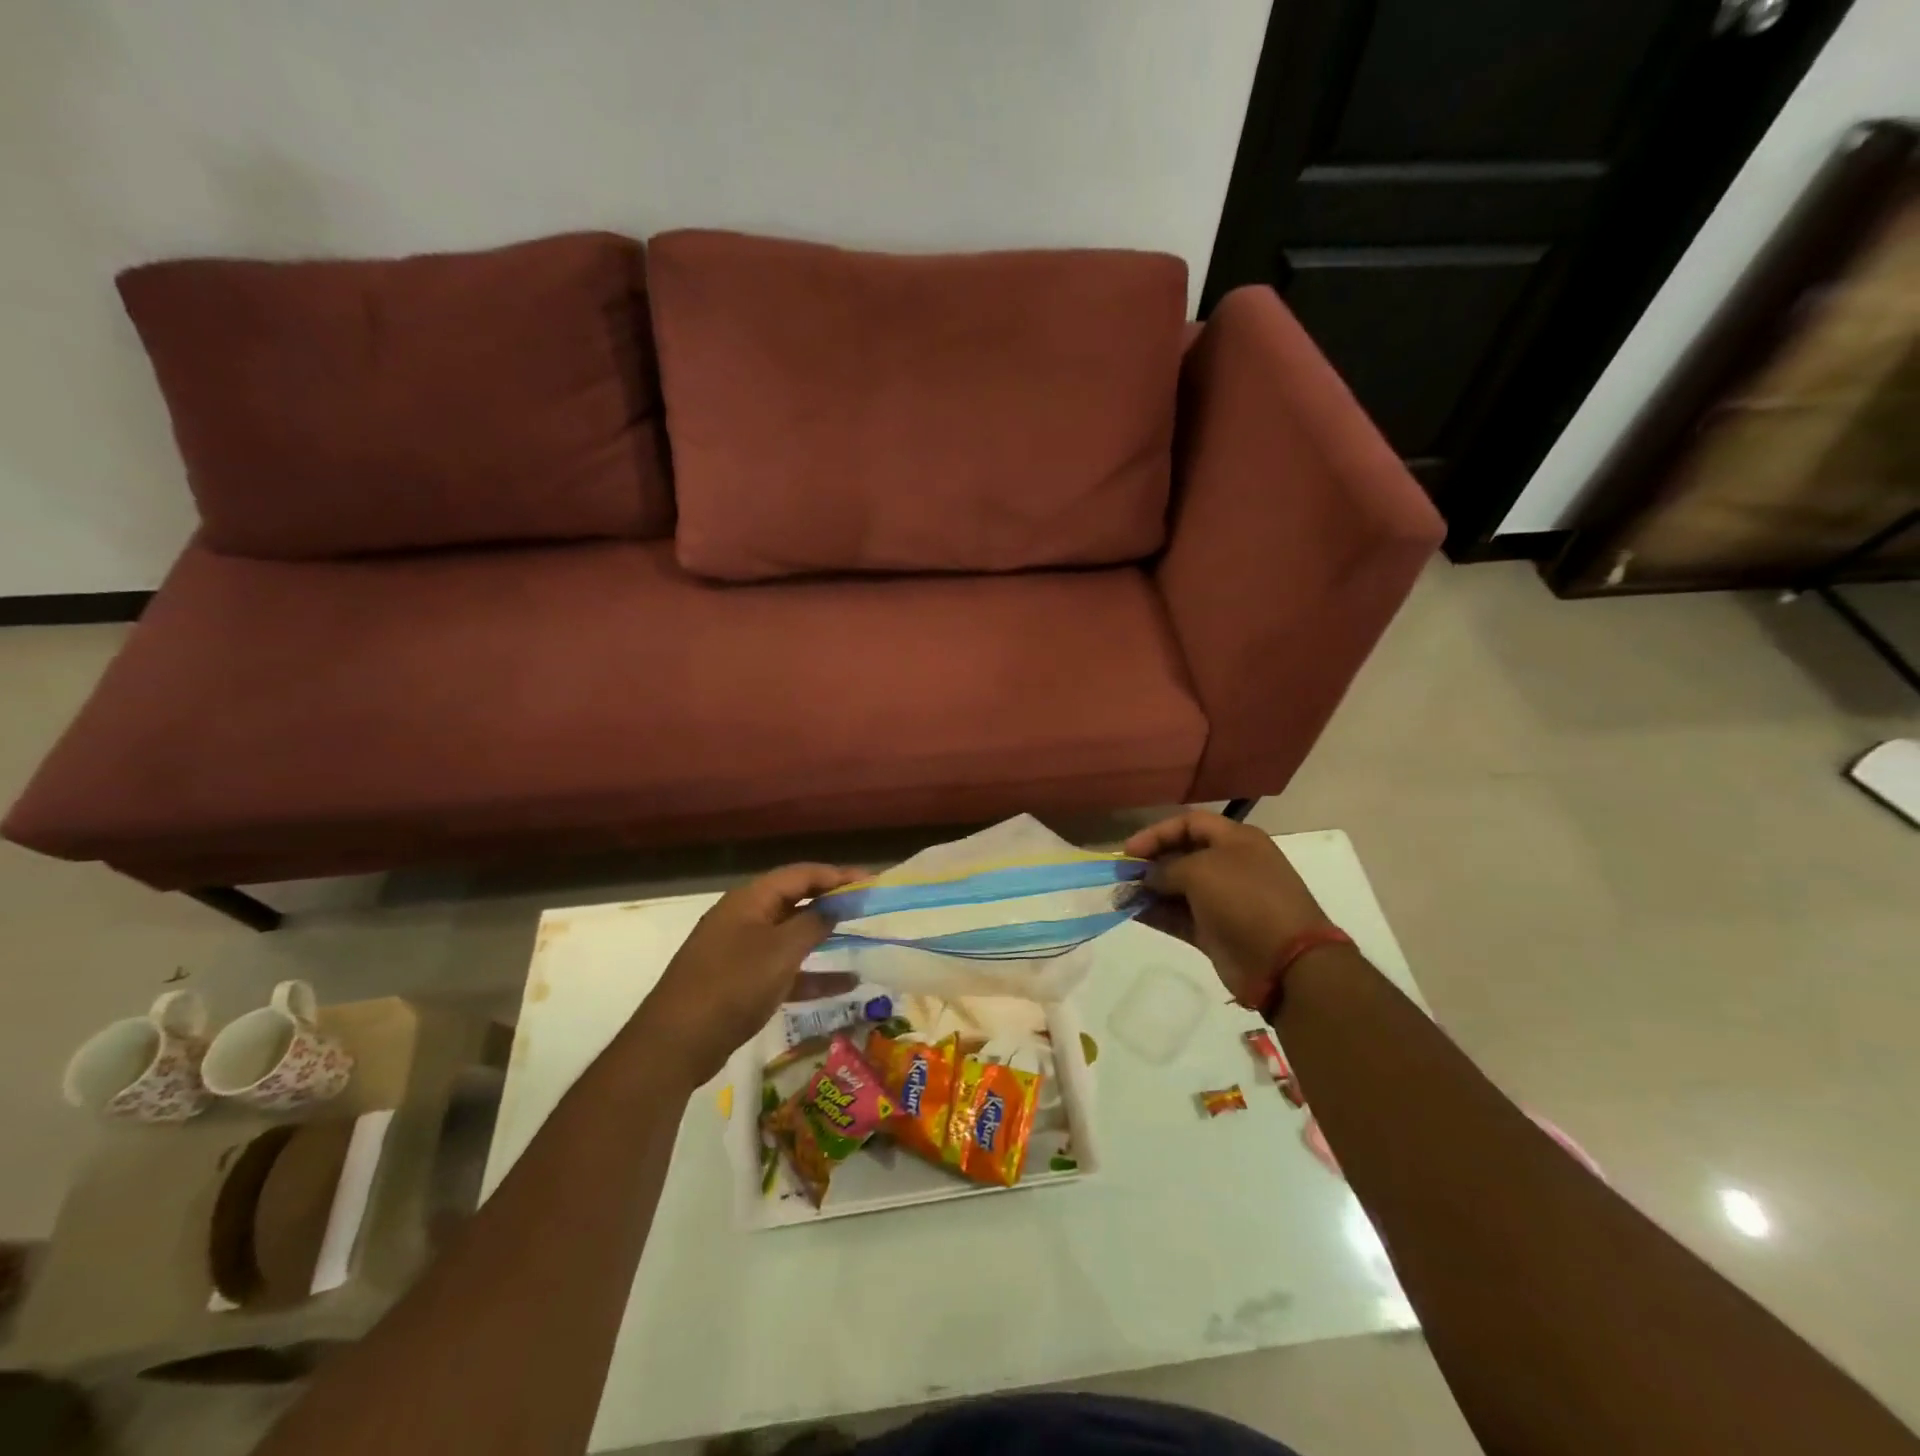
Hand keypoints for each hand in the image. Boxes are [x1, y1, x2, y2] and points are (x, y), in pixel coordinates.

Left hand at [631, 863, 864, 1086]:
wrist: (676, 1043)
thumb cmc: (732, 986)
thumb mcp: (780, 952)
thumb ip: (812, 924)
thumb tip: (833, 907)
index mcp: (750, 900)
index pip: (800, 874)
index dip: (836, 875)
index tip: (870, 882)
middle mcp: (744, 917)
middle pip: (795, 901)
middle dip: (831, 903)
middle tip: (867, 907)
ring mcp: (740, 950)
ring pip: (790, 935)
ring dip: (824, 938)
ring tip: (860, 939)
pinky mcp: (740, 982)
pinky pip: (783, 968)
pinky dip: (811, 973)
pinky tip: (845, 984)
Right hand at [1123, 811, 1332, 1005]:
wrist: (1284, 961)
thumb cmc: (1244, 899)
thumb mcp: (1200, 871)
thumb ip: (1165, 869)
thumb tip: (1148, 877)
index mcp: (1236, 840)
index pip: (1189, 823)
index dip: (1157, 833)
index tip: (1129, 851)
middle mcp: (1230, 866)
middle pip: (1182, 855)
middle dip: (1150, 862)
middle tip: (1121, 874)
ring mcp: (1223, 900)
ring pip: (1178, 888)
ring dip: (1149, 890)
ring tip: (1120, 896)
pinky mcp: (1215, 931)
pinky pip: (1180, 916)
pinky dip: (1157, 913)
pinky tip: (1132, 913)